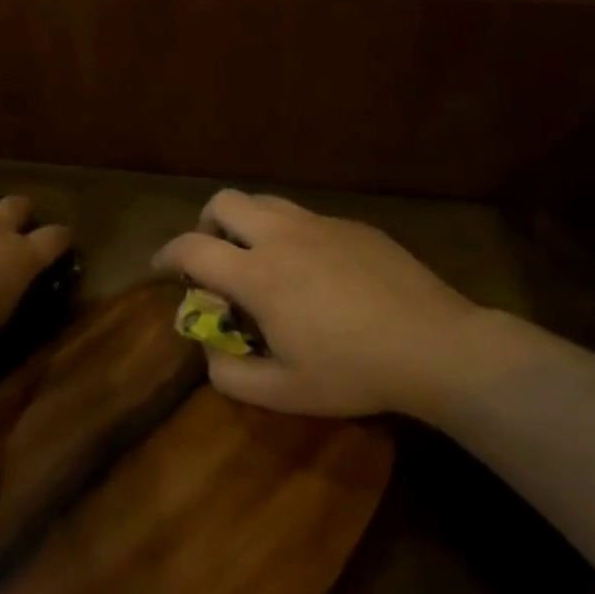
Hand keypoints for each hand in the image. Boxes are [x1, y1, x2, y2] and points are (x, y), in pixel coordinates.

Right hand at [153, 190, 480, 416]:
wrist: (435, 345)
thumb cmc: (354, 371)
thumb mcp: (284, 392)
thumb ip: (231, 375)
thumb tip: (209, 351)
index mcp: (257, 274)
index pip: (191, 247)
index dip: (165, 254)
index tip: (159, 269)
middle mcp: (281, 236)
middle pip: (223, 201)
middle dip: (205, 223)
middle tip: (214, 256)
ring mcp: (320, 224)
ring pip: (265, 201)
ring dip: (246, 222)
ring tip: (259, 258)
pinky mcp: (352, 225)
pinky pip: (306, 217)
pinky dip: (290, 234)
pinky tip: (314, 270)